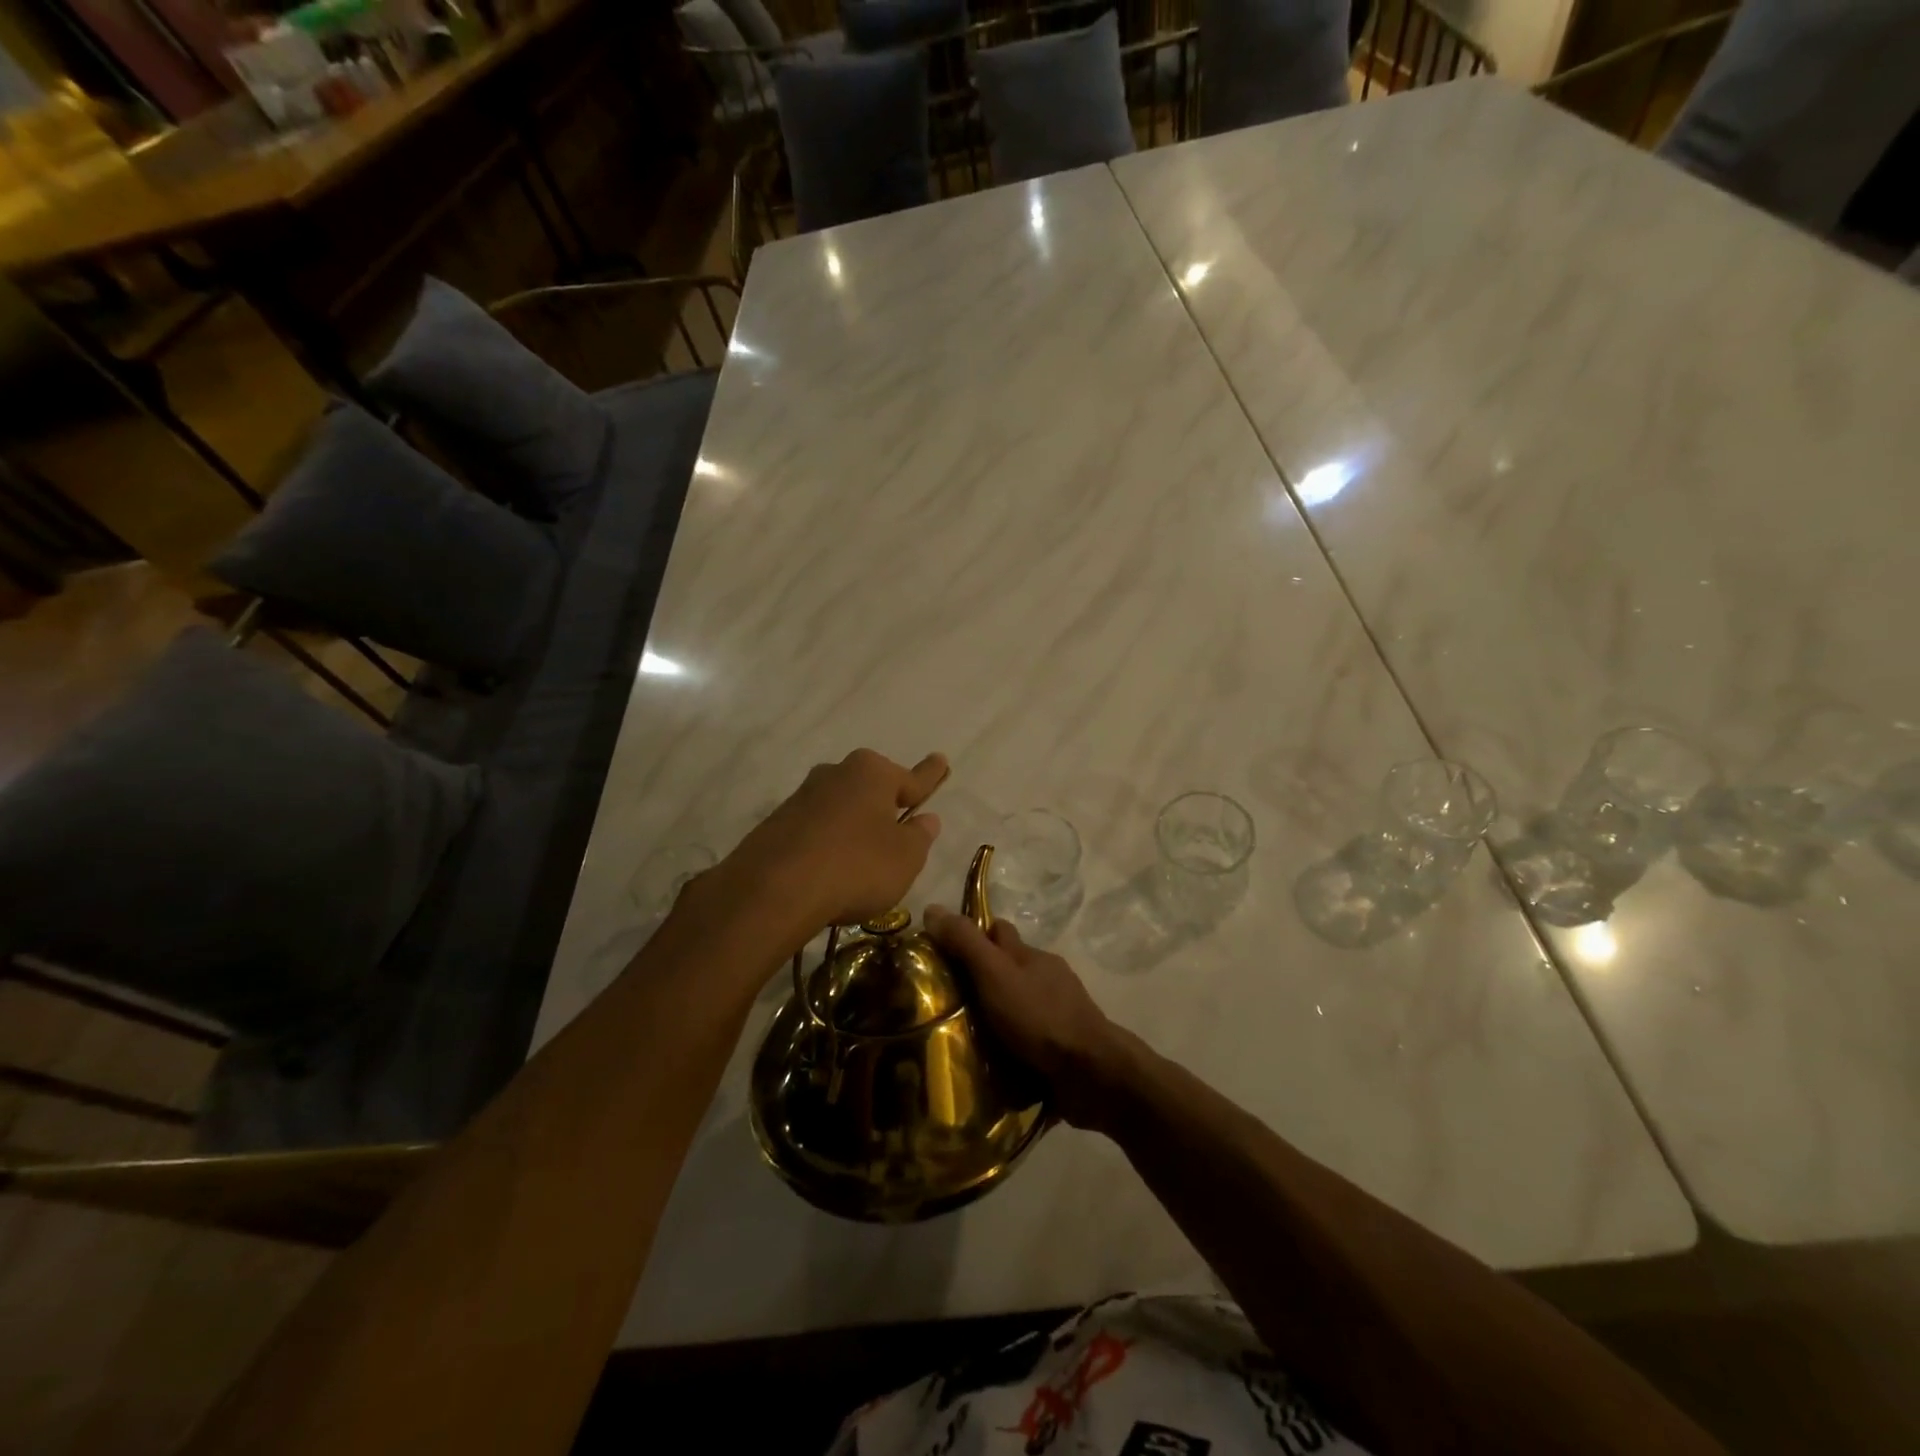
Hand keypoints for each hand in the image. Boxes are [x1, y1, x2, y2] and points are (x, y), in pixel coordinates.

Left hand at [720, 749, 947, 939]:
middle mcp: (836, 774)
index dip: (930, 776)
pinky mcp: (777, 825)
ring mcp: (802, 798)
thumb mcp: (905, 858)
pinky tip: (829, 870)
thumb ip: (919, 836)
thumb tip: (926, 819)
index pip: (912, 778)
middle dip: (885, 803)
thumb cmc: (857, 866)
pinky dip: (827, 845)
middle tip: (898, 822)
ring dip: (853, 827)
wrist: (775, 889)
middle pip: (871, 789)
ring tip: (862, 859)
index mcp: (873, 773)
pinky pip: (815, 831)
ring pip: (841, 809)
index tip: (941, 759)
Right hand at [924, 909, 1129, 1129]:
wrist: (1091, 1074)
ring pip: (1019, 1005)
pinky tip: (990, 1063)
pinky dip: (1011, 1045)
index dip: (972, 935)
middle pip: (1008, 968)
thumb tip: (932, 908)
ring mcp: (1057, 1013)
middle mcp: (1046, 978)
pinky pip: (1028, 1039)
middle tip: (942, 1000)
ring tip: (958, 1038)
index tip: (941, 951)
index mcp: (1030, 956)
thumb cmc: (1039, 1017)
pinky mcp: (1062, 1049)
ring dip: (995, 1016)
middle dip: (980, 978)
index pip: (998, 931)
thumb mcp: (994, 974)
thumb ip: (965, 943)